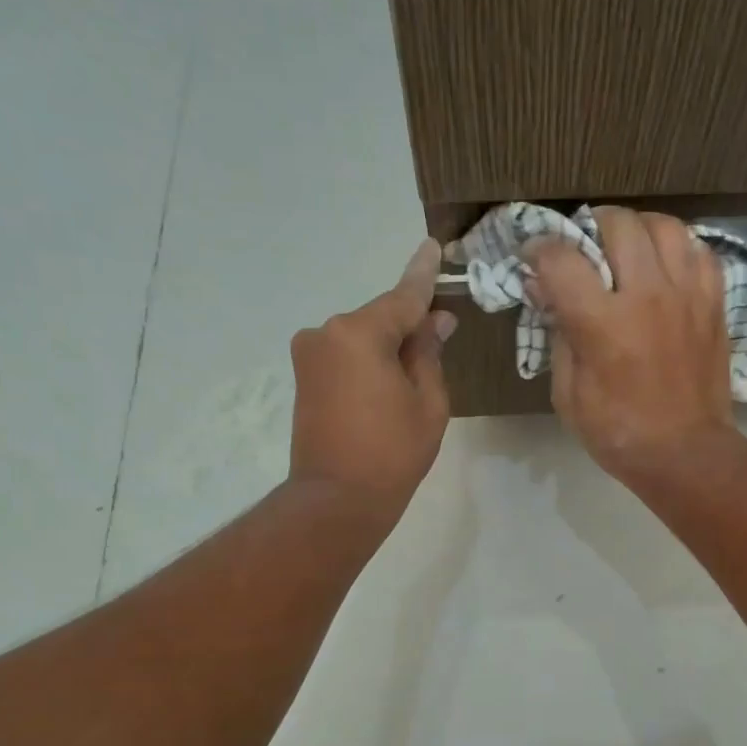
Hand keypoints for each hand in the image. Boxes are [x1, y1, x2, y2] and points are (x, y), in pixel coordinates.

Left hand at [289, 238, 456, 521]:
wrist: (336, 500)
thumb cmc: (392, 453)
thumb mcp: (428, 403)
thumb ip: (429, 353)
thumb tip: (434, 322)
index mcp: (359, 333)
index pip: (403, 296)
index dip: (424, 274)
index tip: (433, 246)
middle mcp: (327, 332)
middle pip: (381, 318)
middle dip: (410, 326)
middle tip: (441, 338)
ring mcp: (310, 354)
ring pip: (363, 337)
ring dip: (389, 347)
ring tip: (414, 379)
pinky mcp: (304, 375)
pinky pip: (347, 354)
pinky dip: (370, 360)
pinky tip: (389, 383)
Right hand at [527, 208, 739, 487]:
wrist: (685, 453)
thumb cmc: (618, 433)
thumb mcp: (568, 394)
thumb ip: (557, 336)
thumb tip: (546, 292)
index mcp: (603, 324)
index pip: (562, 259)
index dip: (539, 251)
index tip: (534, 259)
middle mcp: (647, 296)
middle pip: (618, 223)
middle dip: (591, 226)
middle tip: (584, 248)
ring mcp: (687, 295)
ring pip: (664, 226)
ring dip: (638, 229)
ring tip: (627, 249)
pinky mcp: (714, 303)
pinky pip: (700, 251)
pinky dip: (678, 249)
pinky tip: (665, 267)